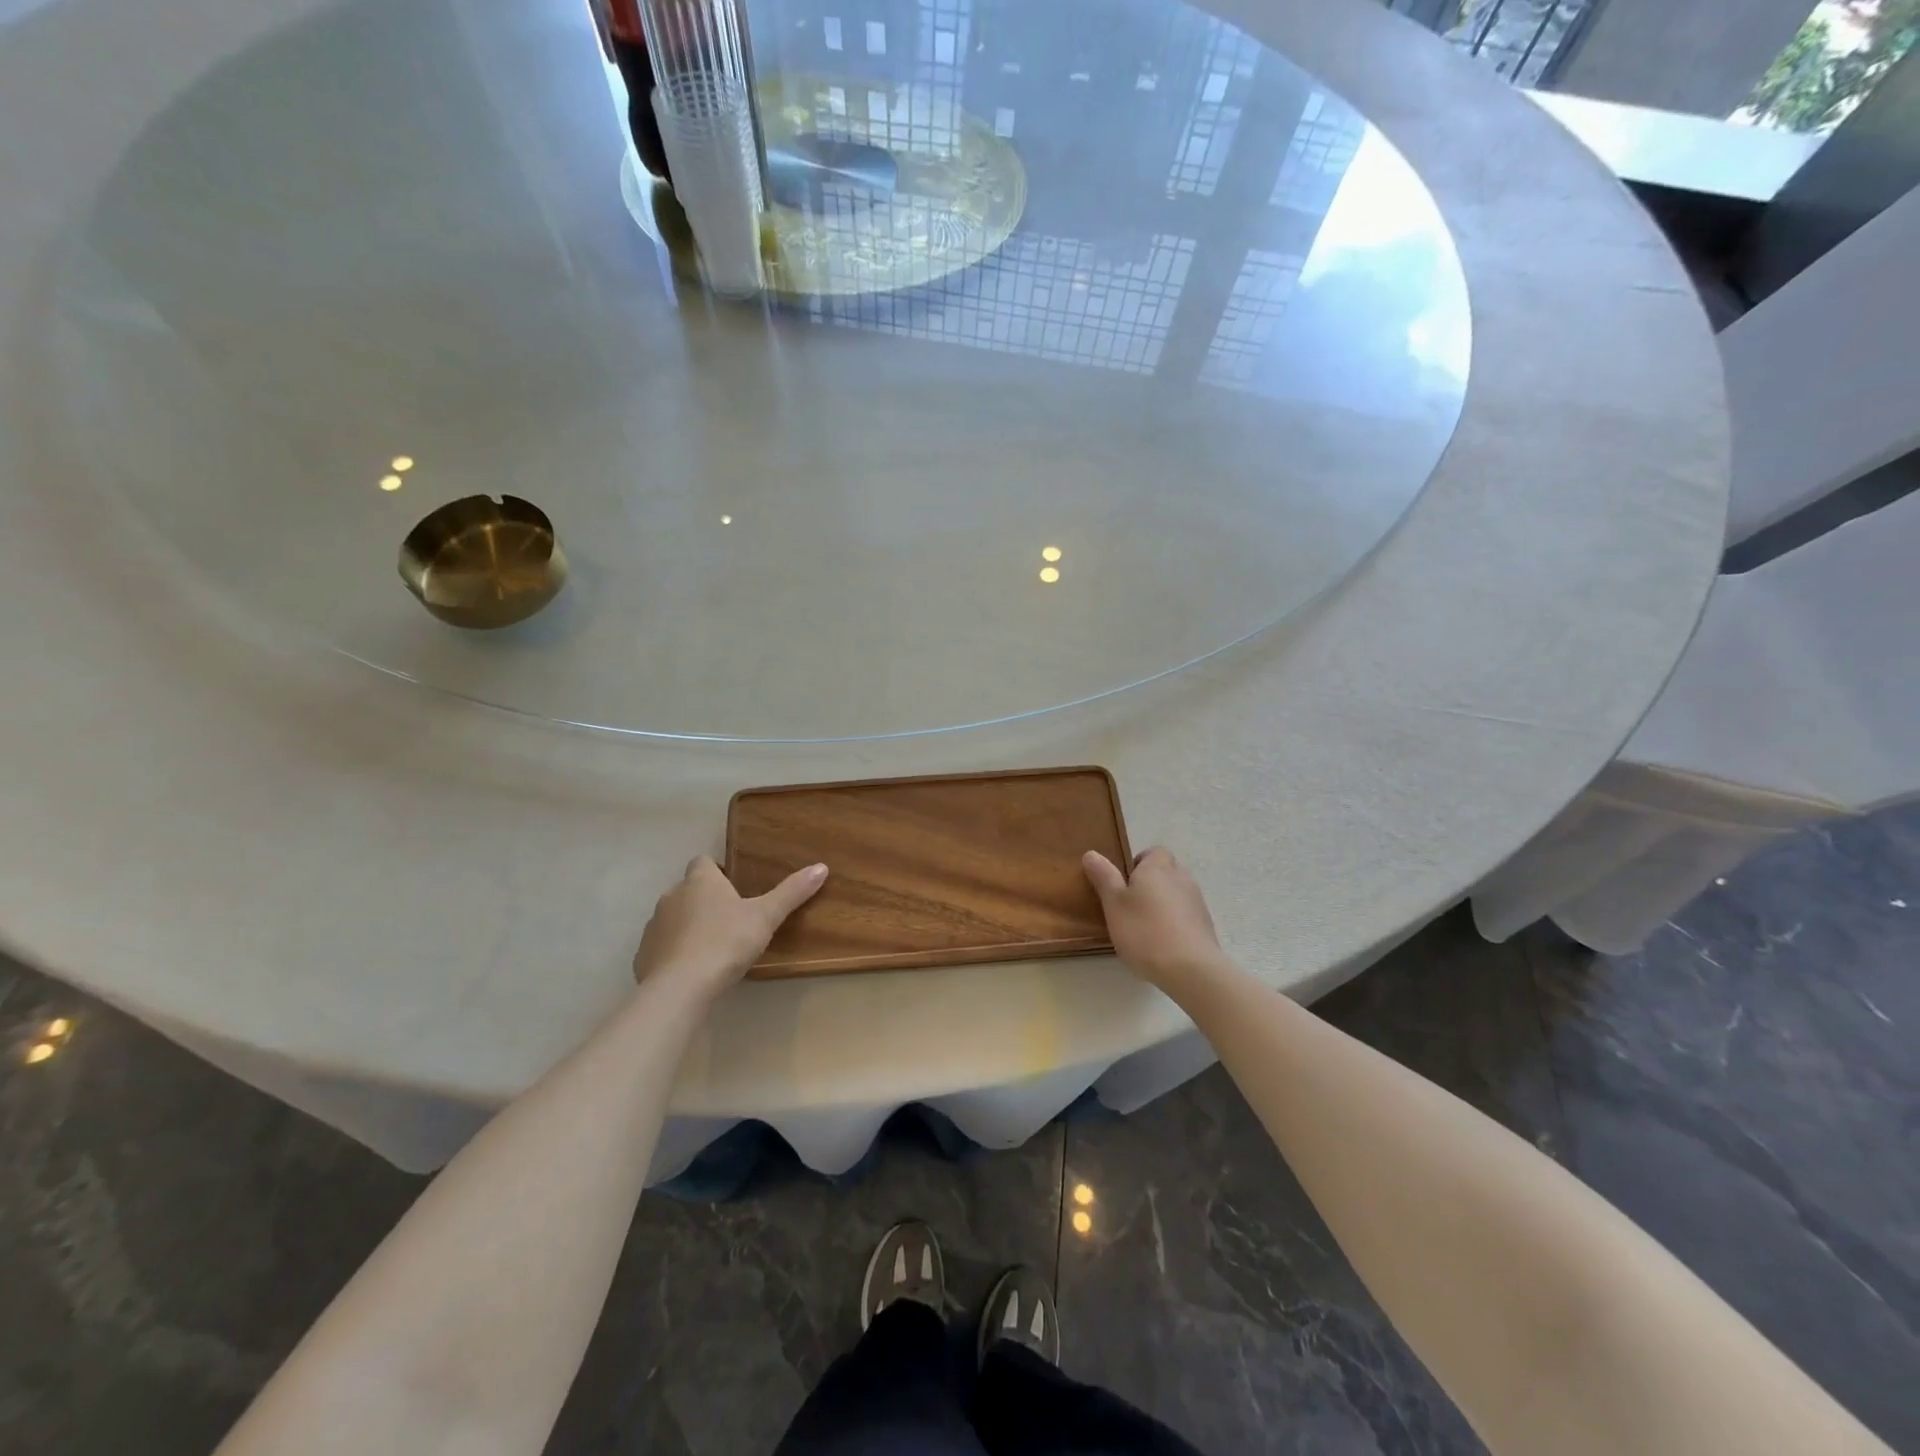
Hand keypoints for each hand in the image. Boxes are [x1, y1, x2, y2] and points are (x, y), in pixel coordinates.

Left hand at [633, 856, 826, 997]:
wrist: (680, 987)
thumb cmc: (726, 942)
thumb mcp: (765, 917)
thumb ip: (792, 892)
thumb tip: (821, 867)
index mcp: (700, 881)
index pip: (703, 861)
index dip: (717, 871)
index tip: (734, 886)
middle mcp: (672, 896)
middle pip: (688, 889)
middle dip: (704, 900)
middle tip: (730, 920)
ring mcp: (654, 926)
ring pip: (673, 918)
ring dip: (687, 926)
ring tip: (712, 947)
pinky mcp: (643, 955)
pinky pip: (661, 947)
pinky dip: (673, 953)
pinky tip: (691, 970)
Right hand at [1083, 846, 1224, 992]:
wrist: (1191, 968)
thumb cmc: (1144, 931)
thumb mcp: (1113, 903)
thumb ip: (1103, 877)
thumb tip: (1091, 853)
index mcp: (1157, 867)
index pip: (1154, 852)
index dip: (1139, 863)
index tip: (1125, 883)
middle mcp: (1181, 877)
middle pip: (1166, 871)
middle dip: (1151, 883)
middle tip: (1131, 905)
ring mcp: (1197, 901)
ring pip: (1177, 893)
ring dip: (1164, 903)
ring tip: (1146, 927)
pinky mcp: (1206, 925)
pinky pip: (1187, 914)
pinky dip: (1176, 922)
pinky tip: (1163, 943)